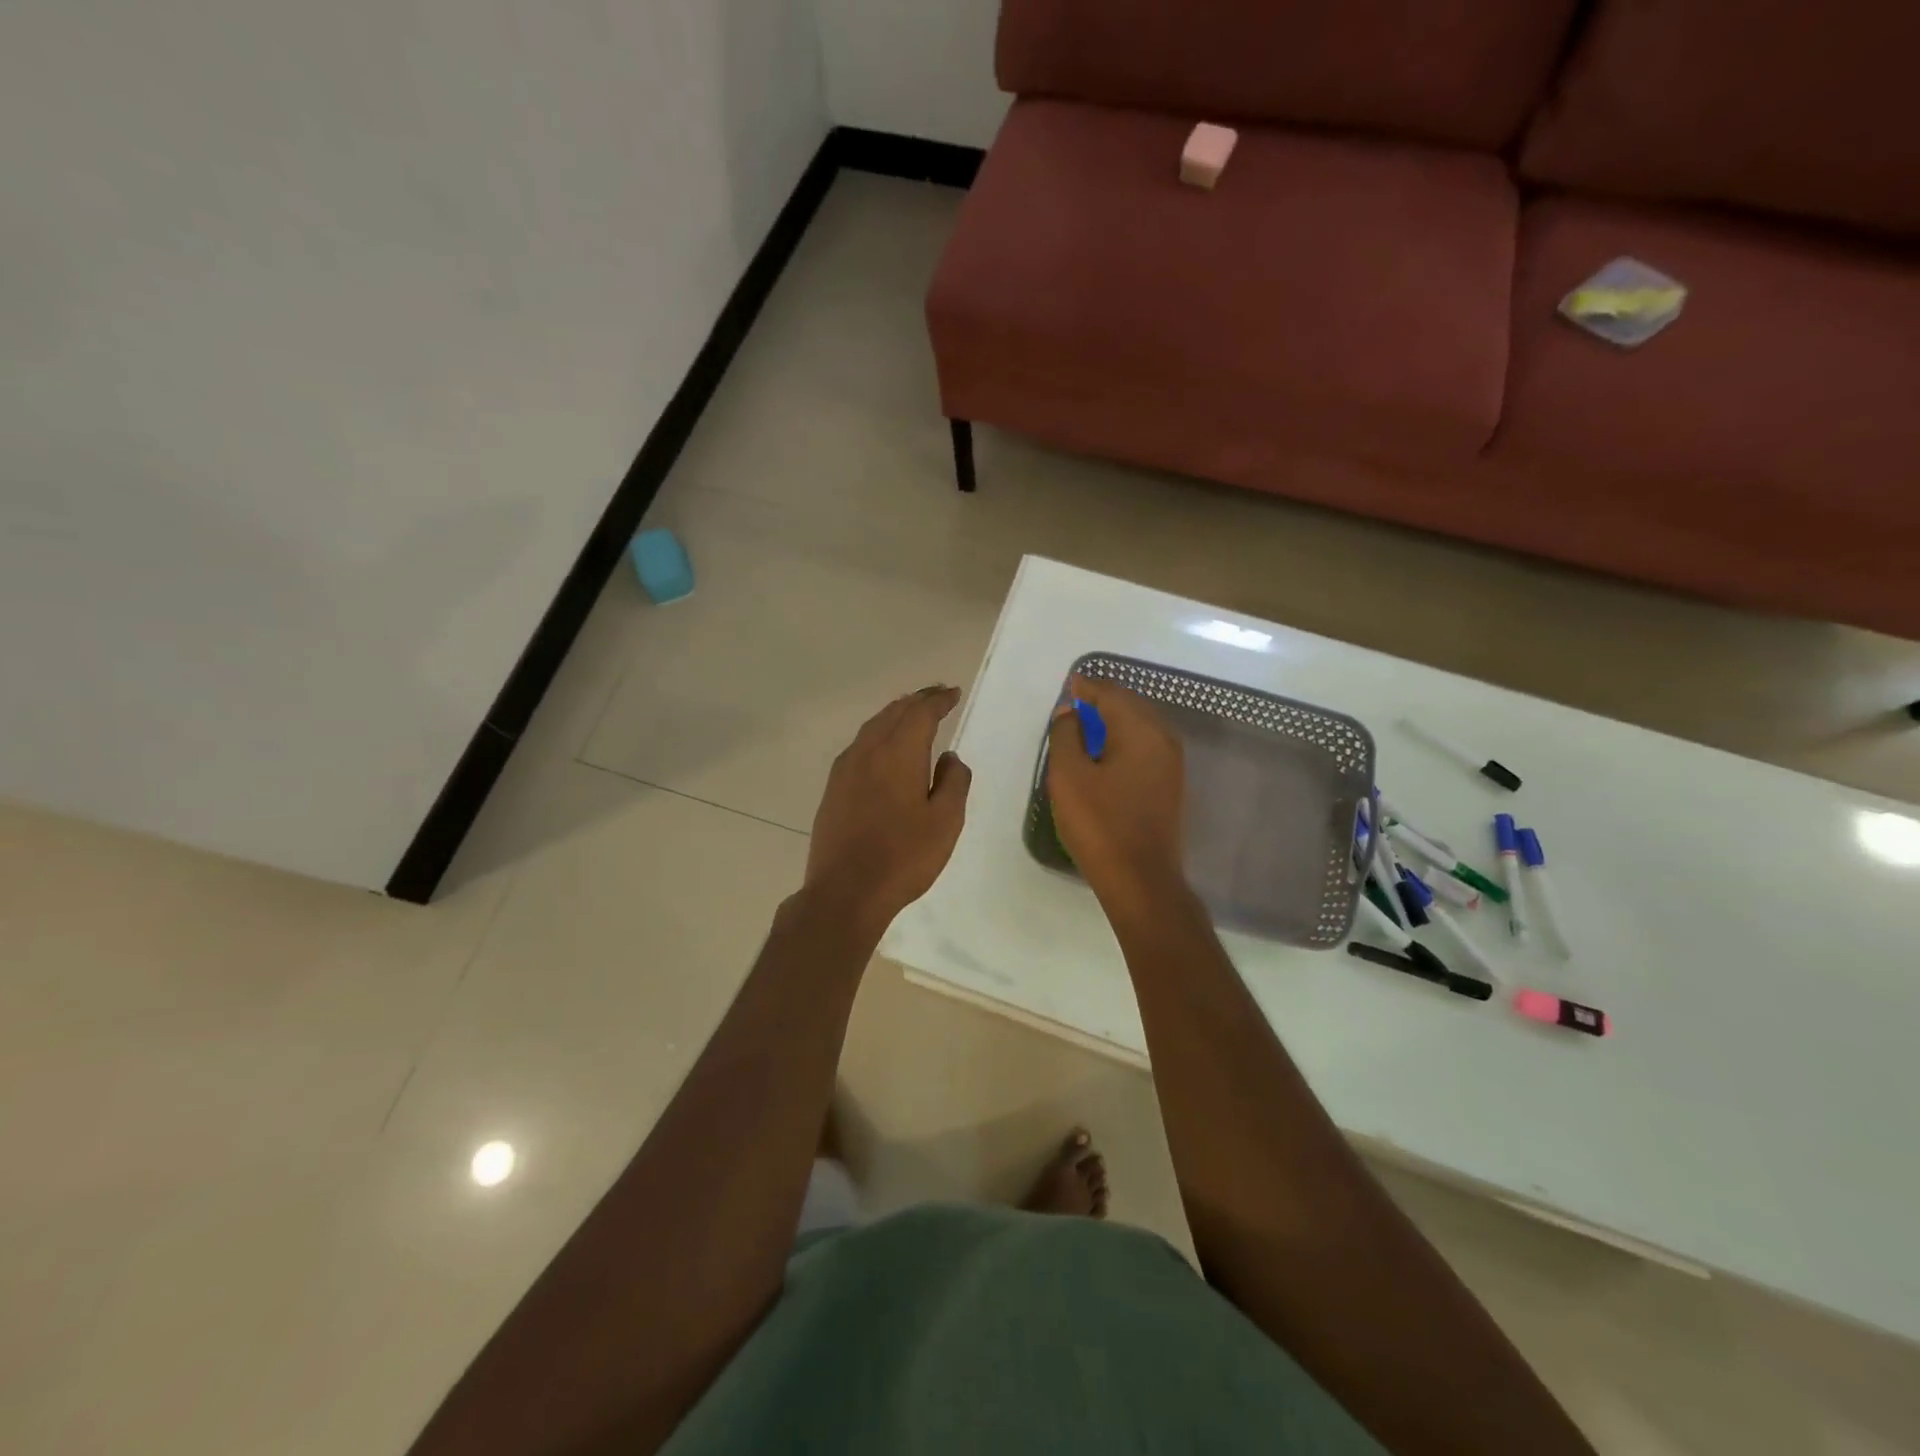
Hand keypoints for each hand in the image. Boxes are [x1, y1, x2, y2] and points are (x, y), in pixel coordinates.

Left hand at [805, 686, 971, 933]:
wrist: (846, 891)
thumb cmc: (903, 857)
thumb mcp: (945, 822)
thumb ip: (953, 783)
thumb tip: (949, 758)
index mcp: (899, 753)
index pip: (921, 712)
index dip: (938, 700)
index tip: (953, 694)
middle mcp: (868, 751)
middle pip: (894, 712)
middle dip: (917, 701)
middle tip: (937, 695)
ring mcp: (845, 769)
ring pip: (873, 727)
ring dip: (896, 715)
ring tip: (913, 713)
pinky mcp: (834, 788)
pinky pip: (860, 745)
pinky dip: (878, 734)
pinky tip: (884, 747)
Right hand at [1046, 674, 1186, 908]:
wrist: (1140, 879)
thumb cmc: (1100, 824)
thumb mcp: (1069, 776)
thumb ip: (1066, 735)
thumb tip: (1070, 712)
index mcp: (1140, 730)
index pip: (1112, 694)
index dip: (1087, 687)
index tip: (1069, 686)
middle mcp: (1163, 738)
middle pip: (1131, 706)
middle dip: (1103, 701)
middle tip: (1075, 705)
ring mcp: (1172, 764)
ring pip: (1141, 727)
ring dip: (1114, 721)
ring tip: (1086, 728)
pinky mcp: (1170, 785)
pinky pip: (1146, 747)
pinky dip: (1125, 741)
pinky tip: (1106, 755)